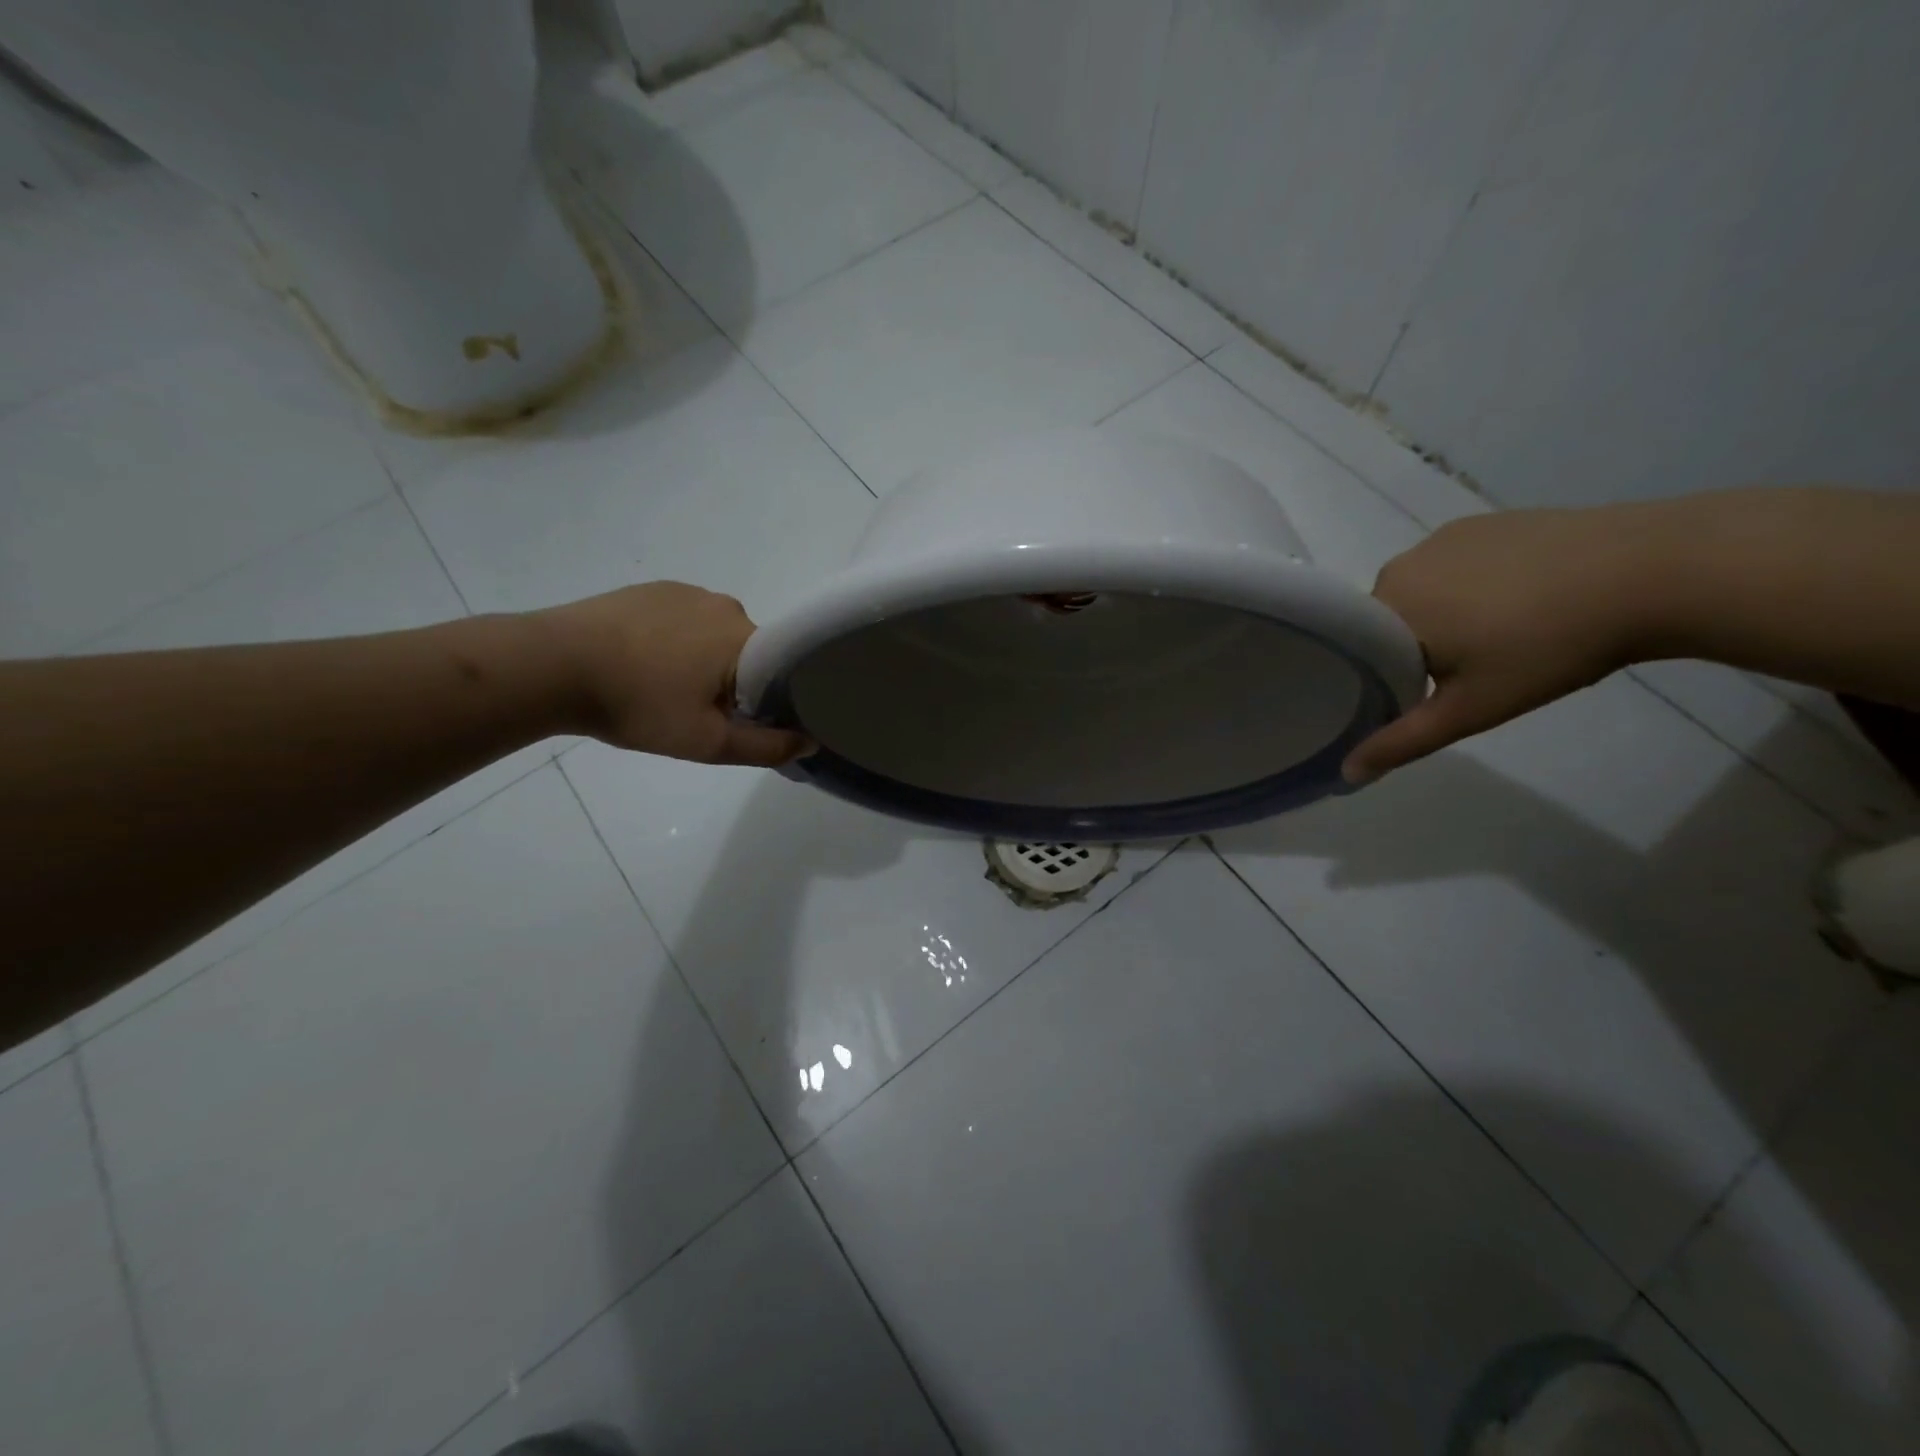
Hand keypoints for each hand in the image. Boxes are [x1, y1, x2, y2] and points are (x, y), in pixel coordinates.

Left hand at [530, 583, 810, 766]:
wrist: (554, 665)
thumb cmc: (639, 705)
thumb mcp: (707, 742)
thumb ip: (766, 747)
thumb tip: (810, 741)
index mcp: (745, 637)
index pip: (780, 669)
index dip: (768, 699)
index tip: (742, 721)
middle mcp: (725, 605)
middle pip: (749, 651)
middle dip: (733, 681)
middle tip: (697, 712)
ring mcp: (686, 591)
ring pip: (715, 635)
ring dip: (703, 660)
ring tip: (664, 687)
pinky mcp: (653, 589)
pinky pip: (683, 619)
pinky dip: (675, 641)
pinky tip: (644, 662)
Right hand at [1343, 507, 1664, 781]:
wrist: (1653, 571)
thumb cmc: (1546, 648)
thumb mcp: (1470, 709)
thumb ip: (1402, 741)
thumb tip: (1347, 773)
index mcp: (1387, 605)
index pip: (1356, 650)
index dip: (1378, 676)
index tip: (1415, 695)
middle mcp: (1401, 564)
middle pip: (1387, 620)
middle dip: (1412, 647)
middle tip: (1464, 674)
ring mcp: (1443, 538)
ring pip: (1421, 592)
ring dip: (1442, 616)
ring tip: (1499, 636)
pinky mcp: (1483, 522)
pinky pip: (1453, 564)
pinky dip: (1470, 586)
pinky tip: (1520, 599)